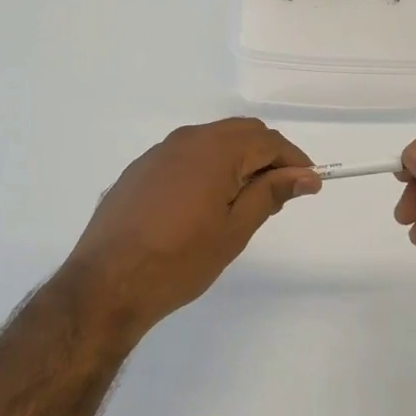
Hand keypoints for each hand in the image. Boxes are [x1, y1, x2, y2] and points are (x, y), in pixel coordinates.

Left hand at [65, 118, 319, 336]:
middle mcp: (187, 139)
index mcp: (215, 149)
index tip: (309, 186)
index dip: (294, 161)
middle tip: (280, 194)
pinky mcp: (140, 169)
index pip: (268, 141)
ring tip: (245, 200)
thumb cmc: (179, 260)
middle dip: (267, 156)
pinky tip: (205, 202)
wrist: (106, 283)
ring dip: (238, 160)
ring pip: (212, 141)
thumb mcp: (234, 230)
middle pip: (241, 133)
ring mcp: (159, 152)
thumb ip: (270, 194)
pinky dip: (208, 167)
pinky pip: (186, 155)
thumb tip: (305, 175)